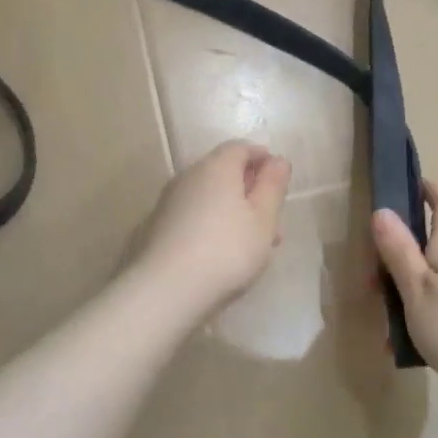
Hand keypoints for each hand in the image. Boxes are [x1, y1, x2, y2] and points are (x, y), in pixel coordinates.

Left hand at [133, 140, 290, 315]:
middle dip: (250, 190)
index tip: (279, 179)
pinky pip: (194, 215)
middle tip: (272, 219)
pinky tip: (223, 254)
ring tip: (255, 244)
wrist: (166, 290)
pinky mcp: (158, 226)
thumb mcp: (263, 220)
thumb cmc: (227, 250)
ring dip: (234, 211)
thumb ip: (273, 187)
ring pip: (210, 197)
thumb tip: (278, 160)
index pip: (240, 147)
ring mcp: (169, 201)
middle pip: (224, 172)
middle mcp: (189, 176)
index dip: (262, 158)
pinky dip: (213, 224)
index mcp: (216, 167)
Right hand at [372, 181, 437, 397]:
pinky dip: (419, 315)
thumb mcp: (416, 288)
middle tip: (373, 272)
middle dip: (401, 251)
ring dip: (406, 289)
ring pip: (433, 278)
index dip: (429, 189)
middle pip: (433, 243)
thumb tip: (382, 210)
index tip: (408, 184)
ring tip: (383, 319)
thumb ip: (398, 250)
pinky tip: (402, 345)